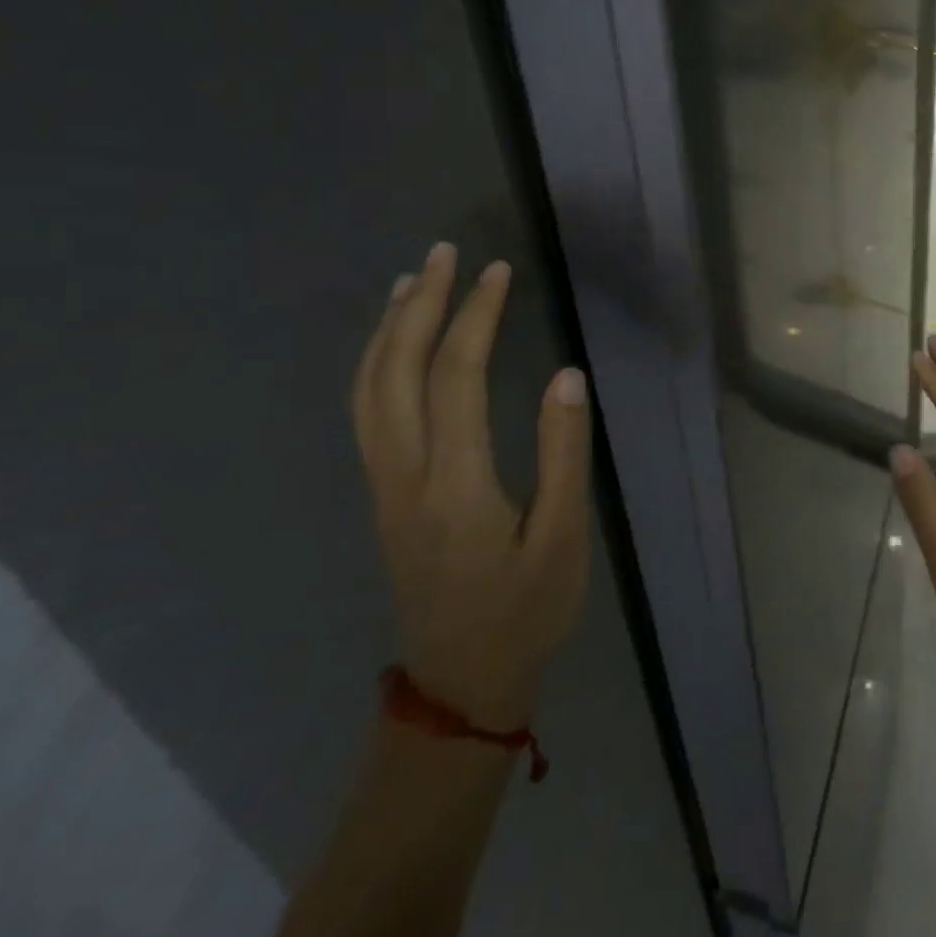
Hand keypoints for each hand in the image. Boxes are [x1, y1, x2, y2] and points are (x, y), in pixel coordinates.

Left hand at [351, 243, 592, 730]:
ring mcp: (384, 486)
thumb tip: (567, 375)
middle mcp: (405, 476)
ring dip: (388, 329)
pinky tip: (393, 346)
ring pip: (368, 392)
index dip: (476, 317)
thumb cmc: (526, 610)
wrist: (461, 683)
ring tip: (410, 281)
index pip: (456, 378)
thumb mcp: (564, 537)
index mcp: (455, 484)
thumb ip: (564, 453)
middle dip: (418, 305)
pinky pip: (368, 413)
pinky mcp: (384, 495)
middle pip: (395, 373)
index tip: (498, 271)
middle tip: (443, 253)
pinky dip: (376, 364)